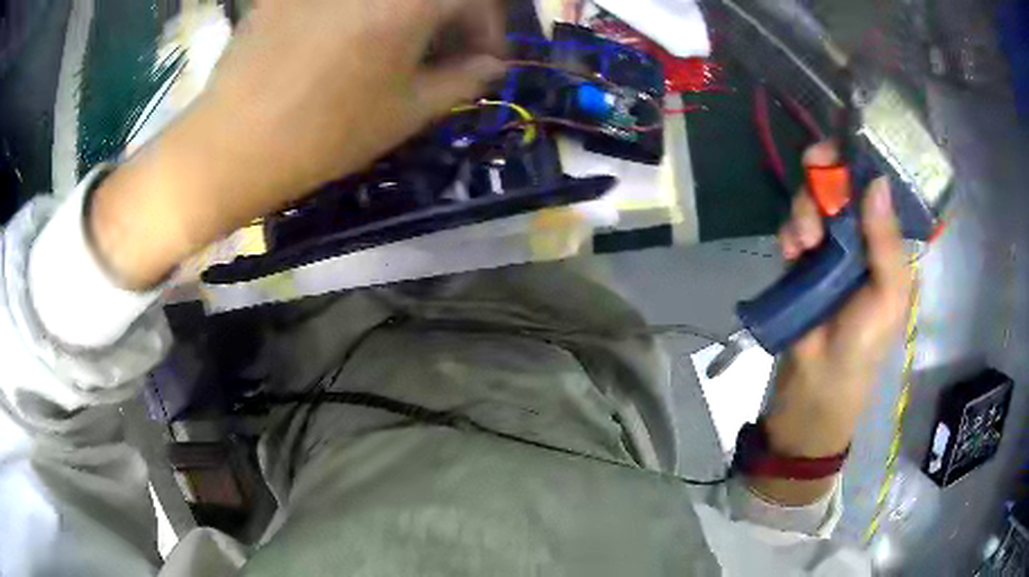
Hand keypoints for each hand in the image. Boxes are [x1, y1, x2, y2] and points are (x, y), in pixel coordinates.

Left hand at [200, 0, 506, 202]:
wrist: (231, 145)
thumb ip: (462, 81)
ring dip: (408, 15)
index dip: (489, 30)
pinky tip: (348, 39)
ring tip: (398, 48)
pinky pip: (340, 3)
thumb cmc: (325, 133)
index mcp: (412, 0)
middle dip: (450, 19)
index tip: (485, 62)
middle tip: (444, 53)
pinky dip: (360, 13)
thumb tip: (491, 66)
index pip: (475, 0)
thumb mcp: (406, 112)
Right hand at [749, 142, 912, 504]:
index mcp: (887, 244)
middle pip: (841, 185)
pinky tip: (789, 250)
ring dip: (805, 211)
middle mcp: (860, 237)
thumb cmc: (863, 344)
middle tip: (817, 202)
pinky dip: (790, 229)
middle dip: (824, 184)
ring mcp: (830, 246)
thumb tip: (877, 181)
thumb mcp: (888, 296)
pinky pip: (794, 224)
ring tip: (801, 244)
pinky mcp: (802, 258)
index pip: (877, 189)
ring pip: (815, 201)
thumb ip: (886, 242)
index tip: (839, 153)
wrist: (817, 383)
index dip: (860, 165)